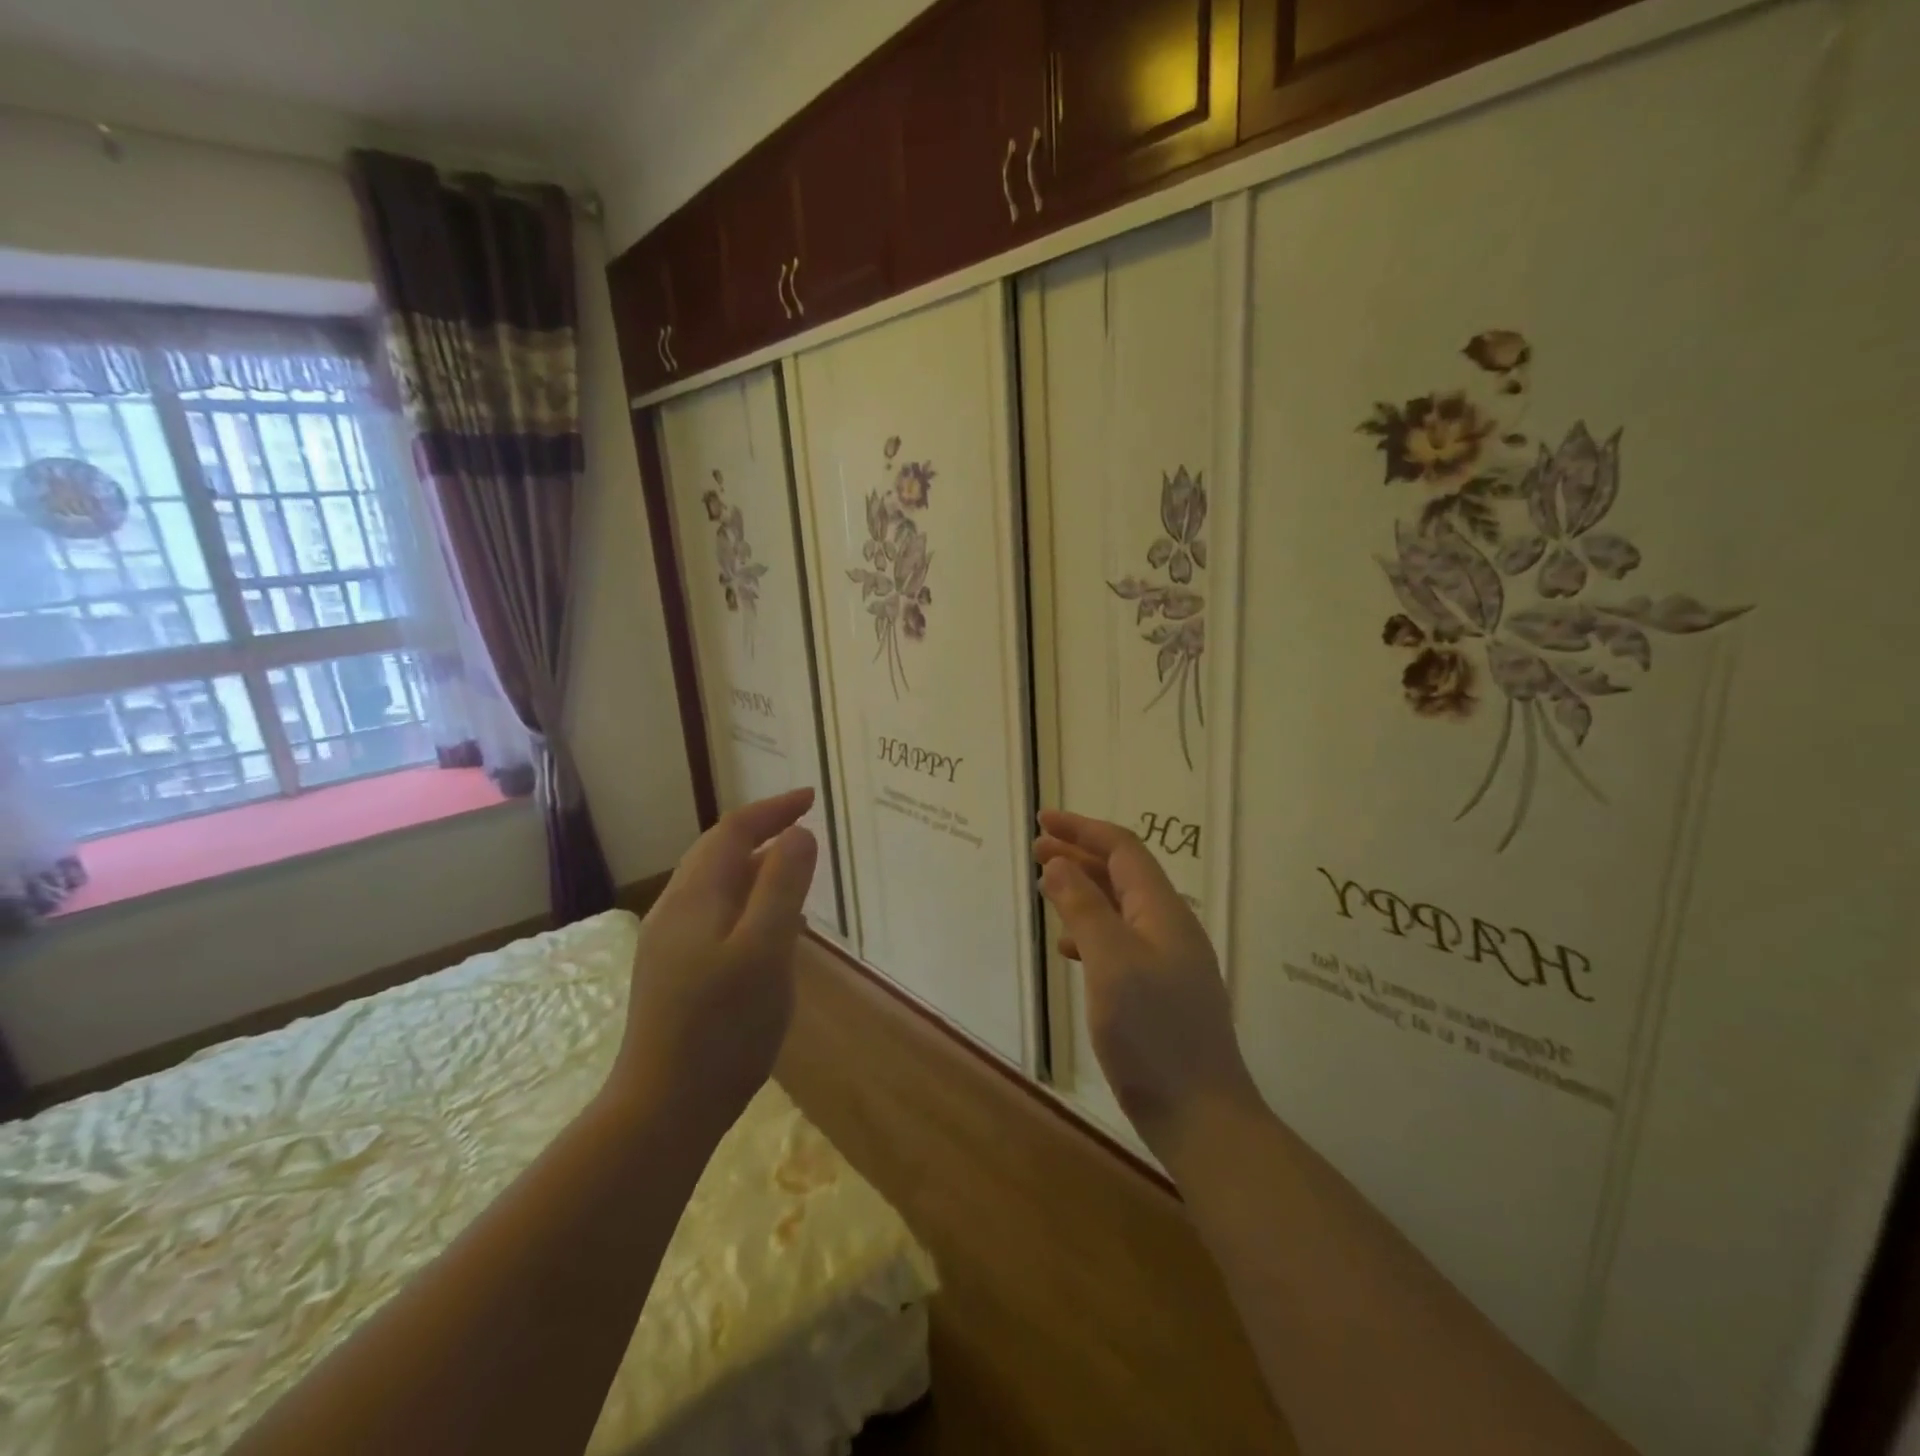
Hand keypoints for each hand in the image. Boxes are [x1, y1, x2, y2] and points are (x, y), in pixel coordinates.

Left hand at [611, 789, 819, 1130]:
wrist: (663, 1108)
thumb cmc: (723, 1028)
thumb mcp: (765, 951)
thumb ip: (782, 887)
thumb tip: (798, 833)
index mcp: (695, 897)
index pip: (733, 831)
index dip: (773, 809)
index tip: (812, 798)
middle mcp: (675, 910)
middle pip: (718, 852)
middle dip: (761, 831)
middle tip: (804, 826)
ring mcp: (670, 943)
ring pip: (716, 884)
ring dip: (755, 866)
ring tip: (795, 870)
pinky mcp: (674, 972)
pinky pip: (715, 914)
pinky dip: (747, 900)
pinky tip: (769, 927)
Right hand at [1034, 810, 1258, 1157]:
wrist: (1201, 1115)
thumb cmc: (1152, 1034)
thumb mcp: (1111, 963)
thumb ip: (1084, 909)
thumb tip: (1058, 863)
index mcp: (1163, 912)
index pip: (1123, 850)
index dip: (1083, 829)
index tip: (1043, 821)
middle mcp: (1170, 928)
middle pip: (1122, 874)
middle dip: (1079, 856)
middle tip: (1037, 849)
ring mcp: (1168, 962)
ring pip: (1120, 908)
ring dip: (1083, 891)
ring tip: (1046, 888)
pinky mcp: (1160, 992)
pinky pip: (1121, 942)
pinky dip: (1092, 931)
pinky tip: (1070, 948)